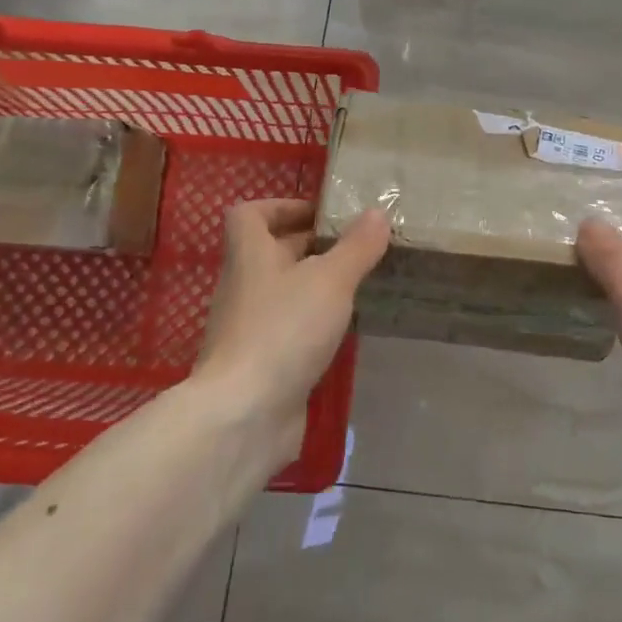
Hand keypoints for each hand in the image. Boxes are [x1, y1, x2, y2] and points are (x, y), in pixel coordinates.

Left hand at [192, 198, 390, 467]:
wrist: (244, 415)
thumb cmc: (284, 330)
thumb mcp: (330, 280)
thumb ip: (356, 246)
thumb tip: (377, 212)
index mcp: (250, 255)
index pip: (250, 214)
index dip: (282, 206)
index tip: (321, 215)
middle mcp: (244, 286)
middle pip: (272, 252)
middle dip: (311, 246)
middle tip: (356, 247)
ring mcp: (249, 327)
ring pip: (283, 292)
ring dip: (316, 286)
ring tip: (358, 285)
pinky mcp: (261, 363)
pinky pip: (288, 329)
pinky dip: (313, 324)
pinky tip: (344, 330)